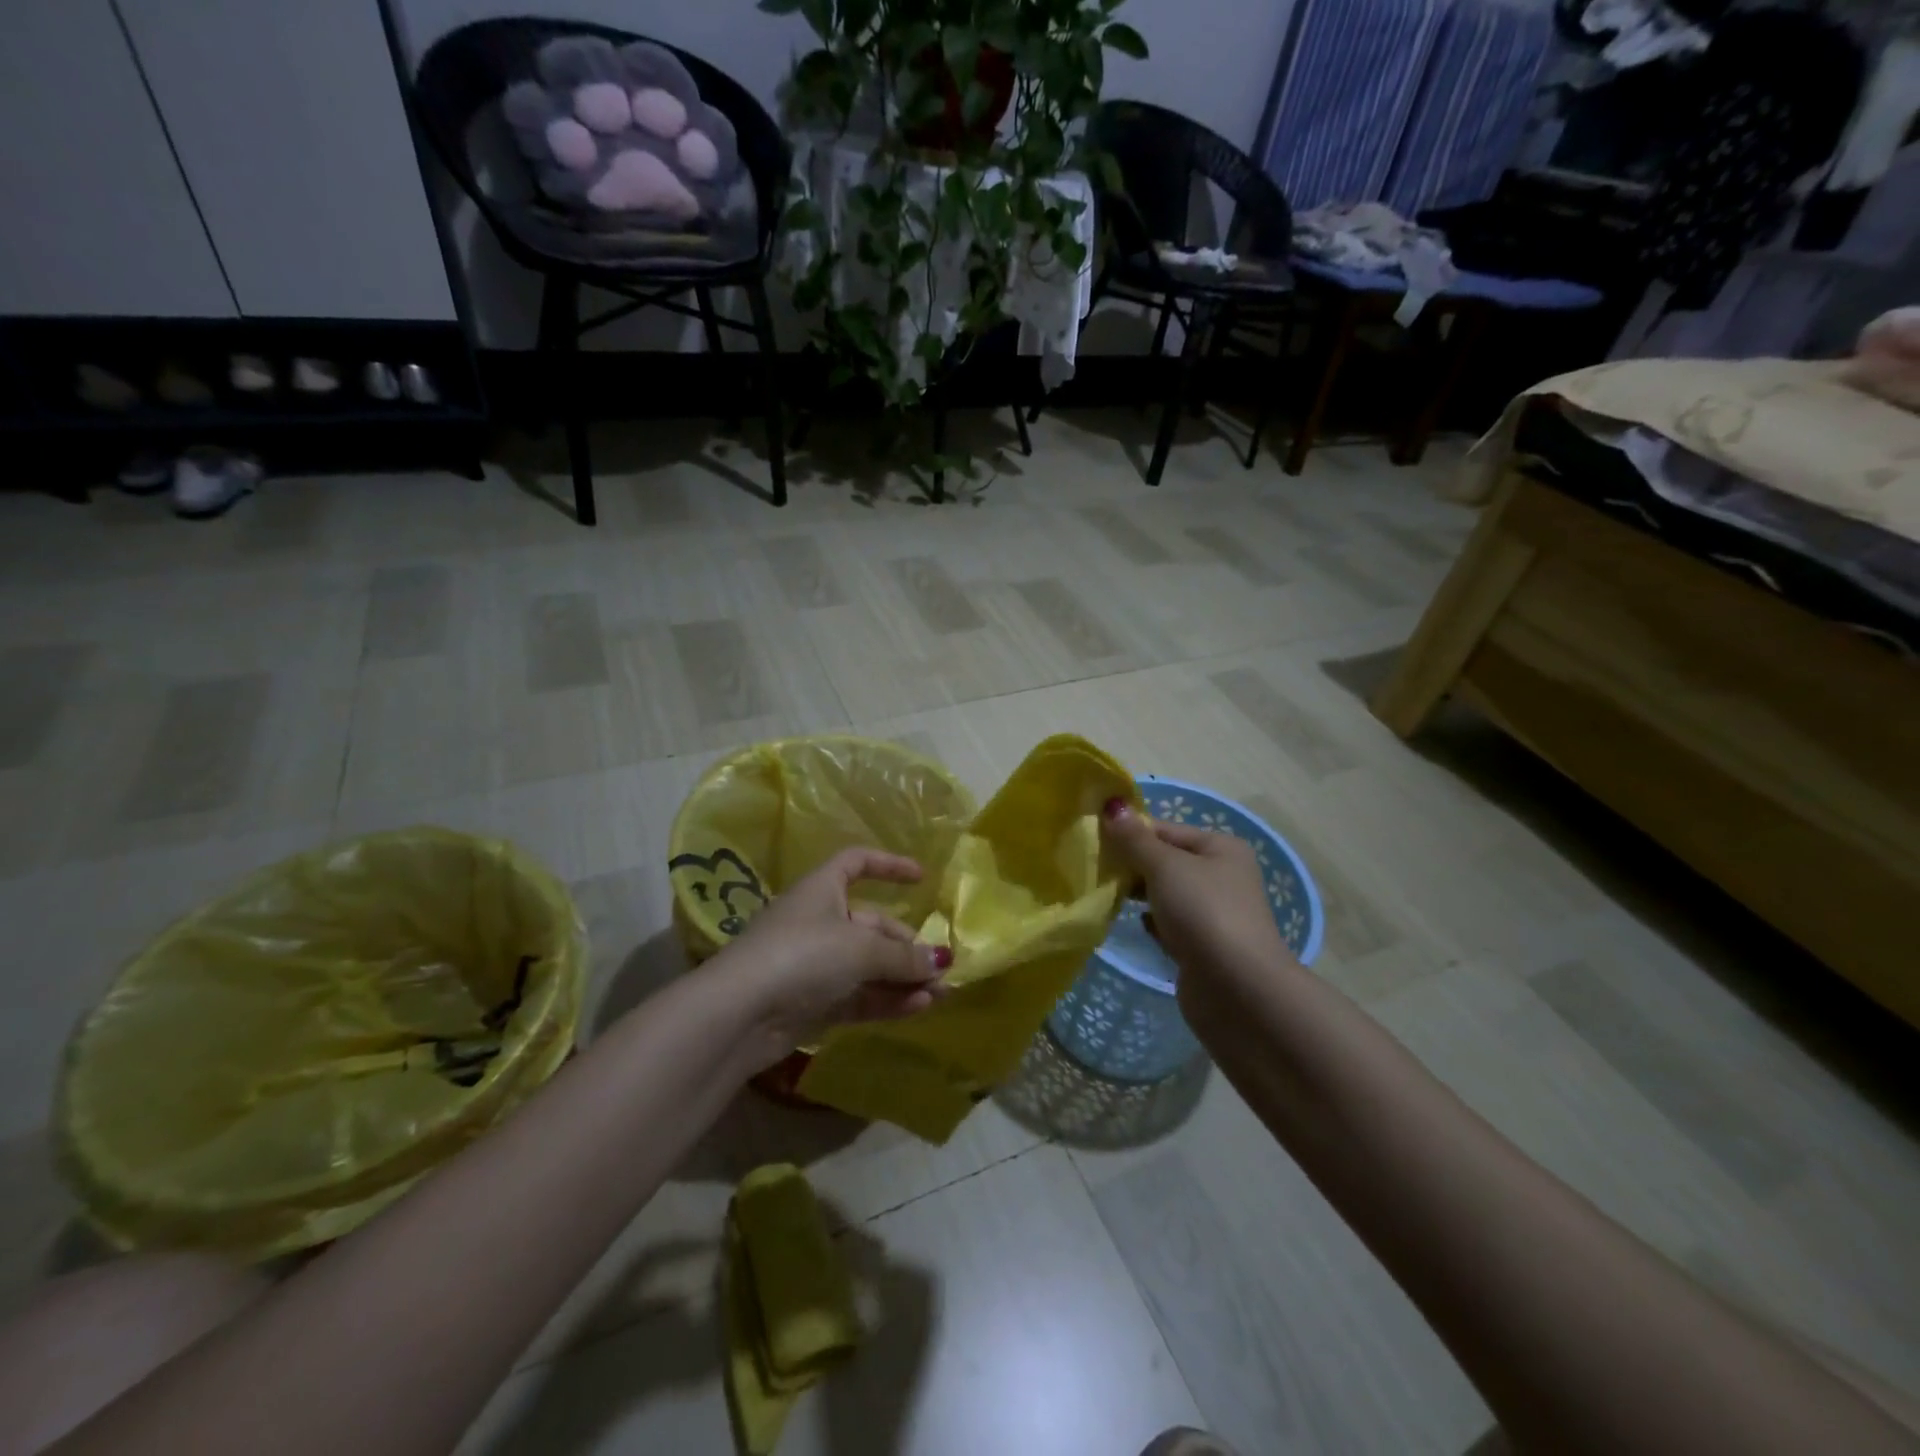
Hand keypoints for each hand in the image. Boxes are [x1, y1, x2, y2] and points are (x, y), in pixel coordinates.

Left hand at [707, 847, 951, 1070]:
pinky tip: (918, 1008)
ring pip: (868, 965)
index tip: (921, 878)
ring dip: (903, 977)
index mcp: (822, 890)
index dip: (888, 865)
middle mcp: (818, 922)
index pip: (857, 862)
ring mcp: (814, 964)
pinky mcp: (812, 1003)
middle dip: (907, 945)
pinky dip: (887, 999)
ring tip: (940, 993)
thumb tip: (942, 961)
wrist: (739, 1015)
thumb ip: (904, 956)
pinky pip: (859, 995)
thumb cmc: (802, 956)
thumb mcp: (860, 948)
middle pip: (872, 925)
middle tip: (940, 968)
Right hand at [1101, 798, 1291, 997]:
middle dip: (1132, 865)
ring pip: (1166, 894)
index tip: (1094, 840)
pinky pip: (1170, 925)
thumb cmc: (1203, 913)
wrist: (1237, 990)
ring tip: (1107, 895)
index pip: (1166, 829)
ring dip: (1139, 895)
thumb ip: (1135, 839)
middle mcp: (1222, 876)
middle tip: (1094, 868)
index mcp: (1221, 848)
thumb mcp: (1165, 866)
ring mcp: (1214, 913)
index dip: (1131, 832)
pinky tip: (1138, 927)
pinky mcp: (1204, 947)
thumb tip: (1112, 805)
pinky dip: (1154, 924)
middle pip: (1166, 861)